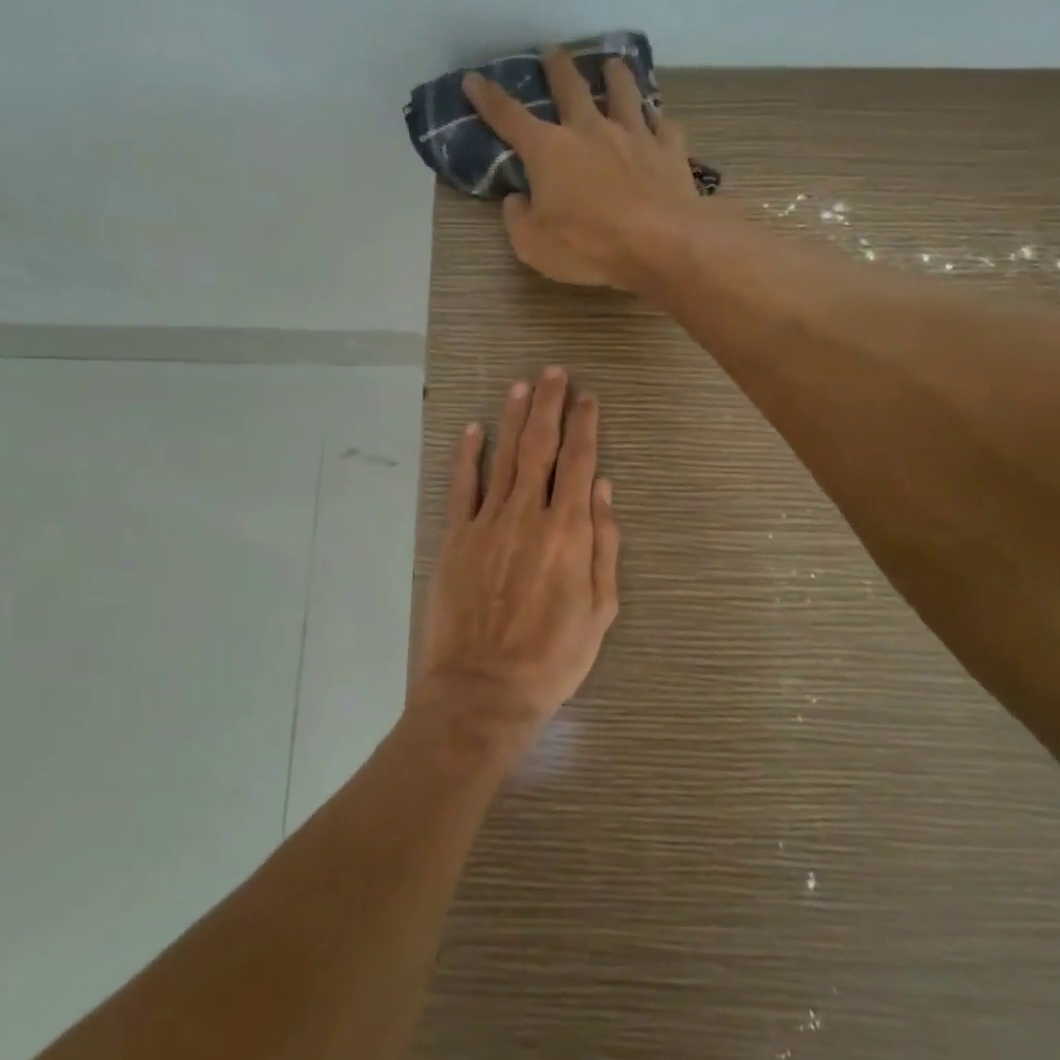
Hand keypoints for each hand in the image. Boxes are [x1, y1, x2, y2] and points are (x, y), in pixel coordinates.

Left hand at [413, 367, 620, 751]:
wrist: (485, 687)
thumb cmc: (554, 655)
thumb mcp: (600, 608)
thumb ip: (604, 544)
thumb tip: (604, 488)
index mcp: (569, 530)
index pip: (580, 462)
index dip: (585, 425)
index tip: (589, 397)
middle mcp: (528, 514)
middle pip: (541, 446)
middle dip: (550, 405)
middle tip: (555, 372)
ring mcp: (488, 522)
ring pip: (504, 456)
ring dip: (513, 417)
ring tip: (522, 385)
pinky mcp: (456, 537)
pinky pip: (462, 486)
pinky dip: (467, 455)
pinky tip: (471, 429)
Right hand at [463, 50, 700, 289]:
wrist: (661, 244)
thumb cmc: (589, 246)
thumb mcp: (533, 244)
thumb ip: (518, 218)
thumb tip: (517, 199)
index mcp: (549, 150)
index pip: (509, 117)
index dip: (487, 98)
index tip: (473, 79)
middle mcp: (590, 130)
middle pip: (571, 88)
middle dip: (557, 68)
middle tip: (553, 52)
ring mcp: (634, 135)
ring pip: (623, 93)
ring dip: (616, 76)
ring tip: (613, 65)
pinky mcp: (669, 150)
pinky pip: (663, 126)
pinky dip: (658, 121)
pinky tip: (658, 120)